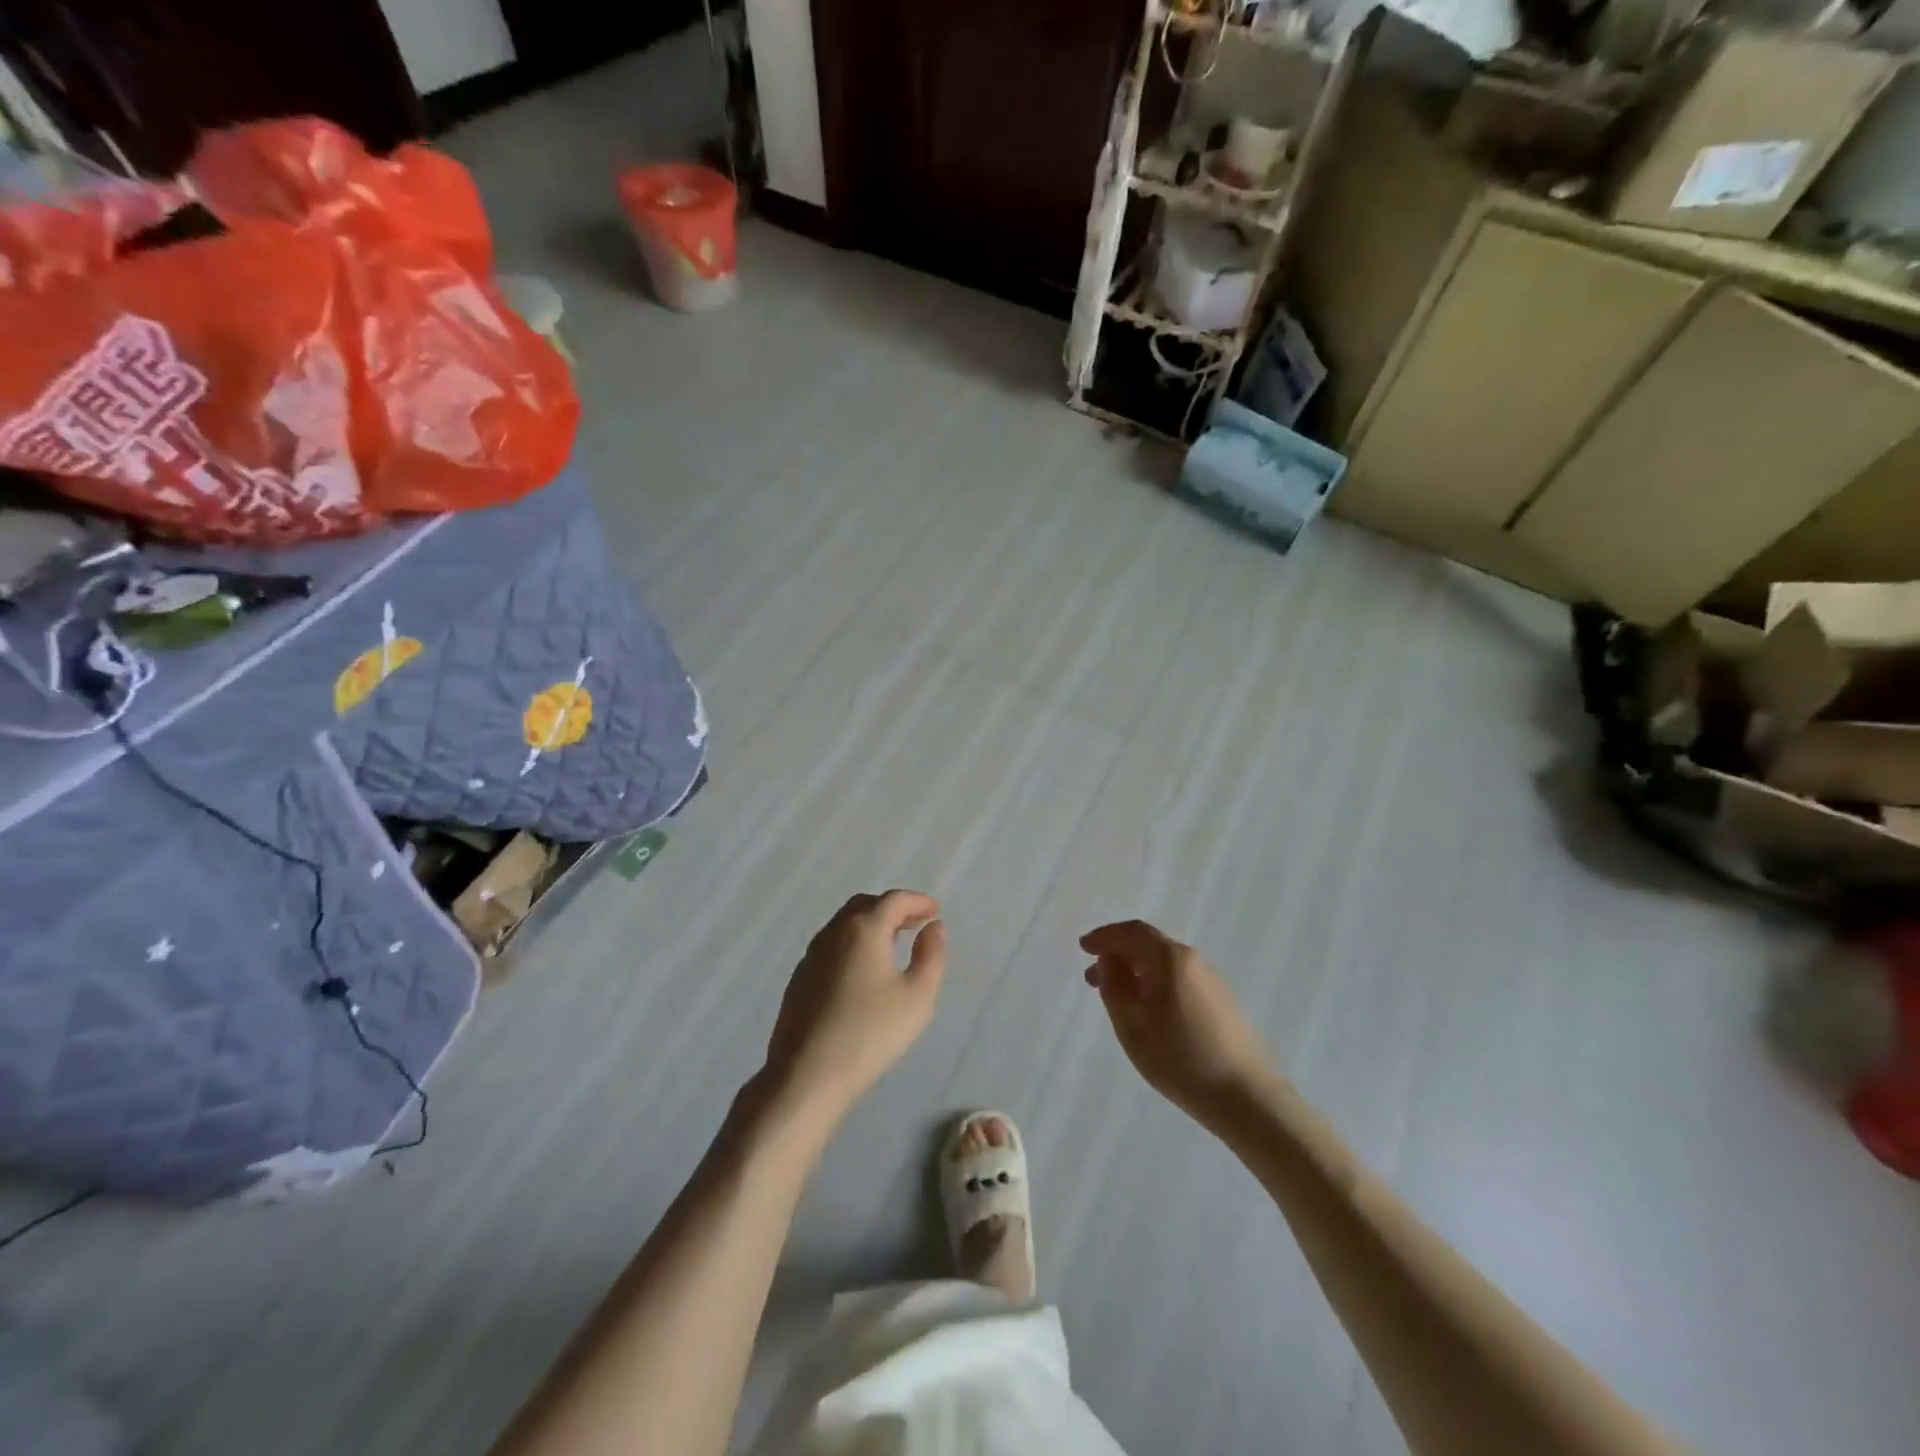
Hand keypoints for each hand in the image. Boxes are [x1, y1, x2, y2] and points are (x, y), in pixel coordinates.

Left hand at [763, 891, 947, 1128]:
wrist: (807, 1074)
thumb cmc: (870, 1033)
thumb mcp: (917, 996)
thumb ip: (931, 956)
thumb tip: (934, 928)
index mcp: (864, 929)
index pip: (893, 900)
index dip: (917, 901)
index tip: (934, 911)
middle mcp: (834, 933)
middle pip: (865, 905)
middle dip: (892, 909)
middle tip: (914, 923)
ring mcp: (811, 955)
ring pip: (844, 924)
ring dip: (870, 925)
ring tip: (892, 944)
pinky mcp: (799, 978)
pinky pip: (831, 946)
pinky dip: (852, 943)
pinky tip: (862, 970)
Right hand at [1081, 920, 1275, 1126]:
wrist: (1247, 1098)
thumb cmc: (1181, 1058)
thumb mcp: (1132, 1025)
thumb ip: (1113, 987)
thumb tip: (1108, 961)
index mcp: (1172, 958)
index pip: (1133, 932)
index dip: (1105, 936)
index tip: (1083, 947)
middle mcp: (1195, 961)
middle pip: (1150, 946)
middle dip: (1118, 956)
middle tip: (1092, 977)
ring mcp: (1213, 983)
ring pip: (1165, 966)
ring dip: (1136, 973)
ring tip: (1117, 999)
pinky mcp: (1223, 1006)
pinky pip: (1180, 982)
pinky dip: (1156, 986)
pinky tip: (1149, 1014)